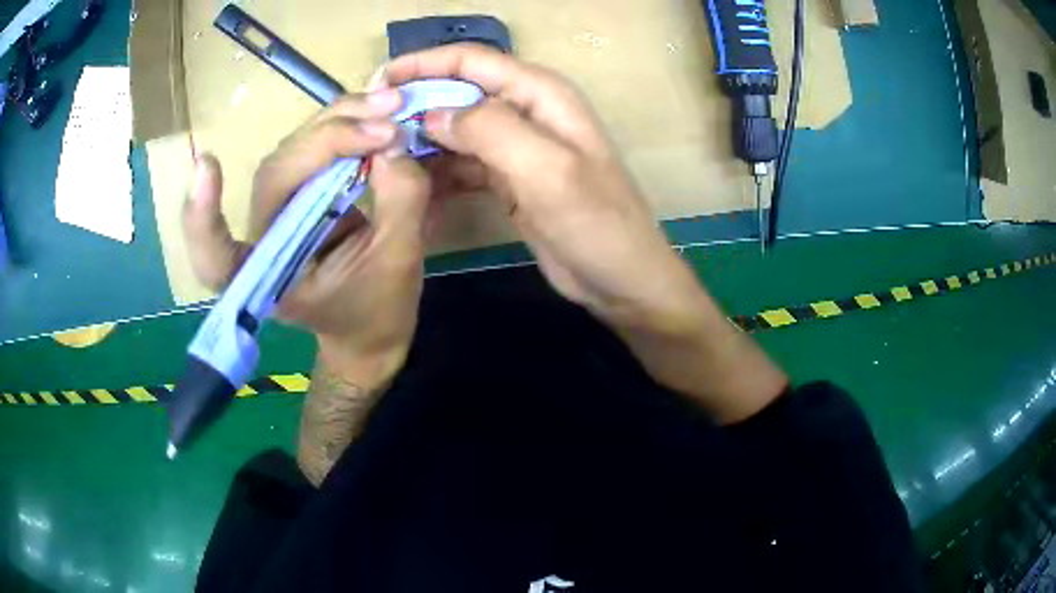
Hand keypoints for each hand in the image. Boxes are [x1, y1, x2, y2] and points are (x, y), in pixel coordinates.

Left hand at [182, 91, 430, 384]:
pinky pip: (314, 150)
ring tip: (390, 105)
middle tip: (387, 123)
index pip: (218, 258)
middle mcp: (265, 238)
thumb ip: (399, 204)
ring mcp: (282, 210)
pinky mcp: (302, 191)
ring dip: (340, 122)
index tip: (205, 164)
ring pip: (294, 151)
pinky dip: (345, 127)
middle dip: (328, 140)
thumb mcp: (397, 263)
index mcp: (269, 278)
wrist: (375, 322)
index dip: (203, 218)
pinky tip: (375, 111)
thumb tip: (393, 143)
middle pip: (275, 174)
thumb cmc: (376, 310)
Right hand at [386, 45, 786, 423]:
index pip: (471, 61)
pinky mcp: (509, 179)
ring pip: (456, 130)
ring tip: (380, 159)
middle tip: (369, 130)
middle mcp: (526, 111)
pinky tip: (411, 187)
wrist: (623, 281)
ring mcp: (516, 147)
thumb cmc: (597, 224)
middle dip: (413, 104)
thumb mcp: (547, 171)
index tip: (375, 83)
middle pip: (458, 93)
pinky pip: (462, 164)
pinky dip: (437, 172)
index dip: (422, 65)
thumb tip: (433, 112)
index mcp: (540, 94)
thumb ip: (490, 130)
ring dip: (420, 140)